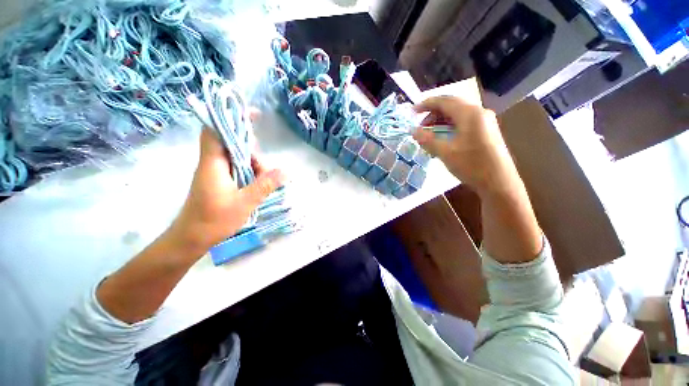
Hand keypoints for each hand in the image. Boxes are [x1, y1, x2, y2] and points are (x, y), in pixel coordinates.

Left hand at [168, 128, 283, 255]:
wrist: (192, 238)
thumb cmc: (214, 220)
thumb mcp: (244, 202)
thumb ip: (264, 185)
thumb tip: (284, 172)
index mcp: (213, 163)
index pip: (217, 130)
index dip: (231, 118)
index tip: (253, 115)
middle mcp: (213, 163)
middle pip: (233, 144)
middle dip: (252, 152)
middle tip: (265, 170)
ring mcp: (215, 172)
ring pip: (237, 158)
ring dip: (253, 166)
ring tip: (263, 183)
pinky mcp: (219, 181)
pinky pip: (237, 169)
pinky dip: (249, 173)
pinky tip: (257, 186)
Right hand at [412, 96, 515, 193]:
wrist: (499, 182)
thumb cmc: (471, 165)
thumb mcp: (445, 153)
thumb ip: (428, 140)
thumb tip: (413, 131)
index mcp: (470, 114)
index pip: (444, 101)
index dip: (426, 104)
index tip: (412, 112)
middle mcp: (479, 112)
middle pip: (452, 105)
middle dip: (433, 113)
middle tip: (420, 126)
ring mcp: (484, 121)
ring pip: (458, 114)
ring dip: (441, 121)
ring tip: (429, 133)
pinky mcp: (486, 130)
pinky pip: (464, 122)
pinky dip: (450, 126)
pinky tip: (443, 138)